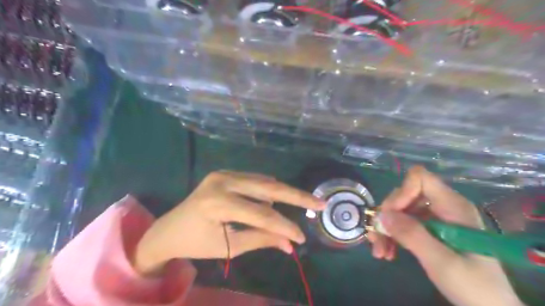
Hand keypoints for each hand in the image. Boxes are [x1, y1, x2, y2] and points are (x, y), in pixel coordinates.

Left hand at [133, 172, 324, 274]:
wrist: (168, 229)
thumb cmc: (196, 243)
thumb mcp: (229, 246)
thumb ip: (261, 240)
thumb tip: (290, 244)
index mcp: (218, 203)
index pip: (261, 215)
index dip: (284, 226)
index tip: (301, 237)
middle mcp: (222, 181)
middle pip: (268, 187)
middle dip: (296, 196)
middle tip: (319, 203)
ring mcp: (223, 173)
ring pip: (263, 182)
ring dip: (281, 194)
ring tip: (297, 206)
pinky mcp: (225, 173)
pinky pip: (254, 179)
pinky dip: (267, 189)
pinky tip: (272, 200)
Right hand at [366, 166, 523, 305]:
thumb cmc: (474, 285)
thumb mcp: (442, 262)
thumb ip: (413, 235)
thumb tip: (383, 215)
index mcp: (452, 206)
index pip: (420, 178)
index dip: (402, 192)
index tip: (390, 215)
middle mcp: (443, 207)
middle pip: (405, 195)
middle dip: (388, 216)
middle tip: (377, 238)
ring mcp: (437, 218)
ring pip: (402, 211)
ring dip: (387, 229)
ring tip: (379, 251)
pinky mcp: (432, 230)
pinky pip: (405, 224)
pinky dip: (393, 236)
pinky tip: (387, 252)